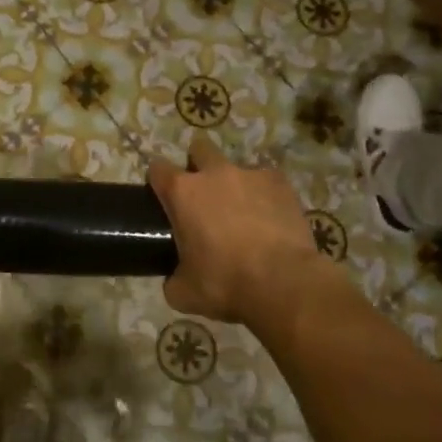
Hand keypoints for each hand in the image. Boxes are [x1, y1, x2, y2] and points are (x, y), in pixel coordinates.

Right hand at [147, 135, 328, 329]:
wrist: (283, 284)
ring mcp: (250, 174)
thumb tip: (174, 279)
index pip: (157, 169)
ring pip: (236, 166)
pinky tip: (270, 218)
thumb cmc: (225, 284)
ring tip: (243, 213)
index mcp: (182, 192)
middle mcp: (214, 174)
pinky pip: (267, 181)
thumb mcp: (184, 292)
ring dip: (234, 183)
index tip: (162, 197)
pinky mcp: (281, 184)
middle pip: (199, 149)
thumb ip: (172, 277)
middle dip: (198, 165)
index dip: (158, 181)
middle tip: (204, 196)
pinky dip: (265, 195)